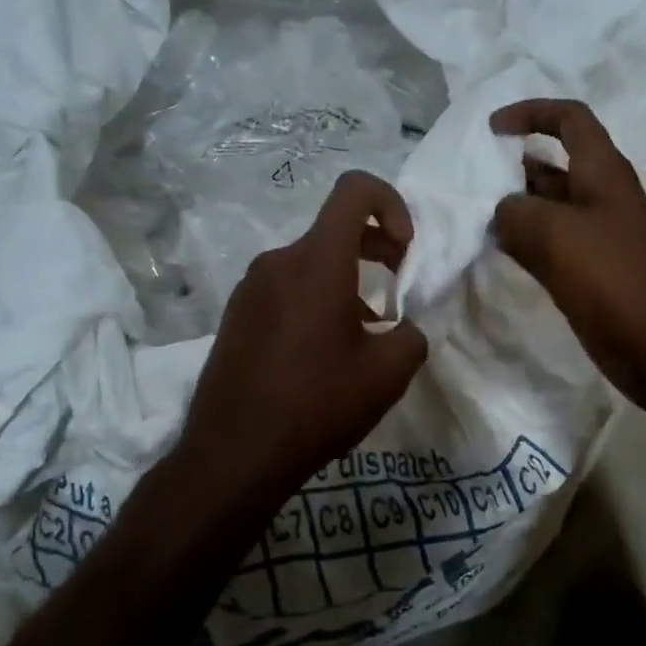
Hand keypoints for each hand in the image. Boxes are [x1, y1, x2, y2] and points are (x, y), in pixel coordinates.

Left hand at [178, 171, 428, 500]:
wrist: (234, 454)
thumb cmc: (317, 404)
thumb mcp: (387, 375)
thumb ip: (411, 338)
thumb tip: (403, 331)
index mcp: (317, 262)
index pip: (355, 191)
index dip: (391, 204)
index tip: (404, 249)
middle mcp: (278, 262)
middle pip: (334, 230)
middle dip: (376, 249)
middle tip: (398, 290)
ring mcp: (250, 288)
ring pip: (310, 264)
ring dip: (346, 283)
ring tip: (364, 336)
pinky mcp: (236, 315)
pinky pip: (286, 290)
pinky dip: (315, 302)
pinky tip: (324, 354)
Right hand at [490, 99, 645, 420]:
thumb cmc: (617, 284)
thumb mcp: (558, 238)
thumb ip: (517, 215)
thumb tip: (501, 212)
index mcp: (604, 174)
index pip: (570, 119)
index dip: (532, 113)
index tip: (491, 130)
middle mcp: (604, 198)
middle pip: (556, 165)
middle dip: (514, 166)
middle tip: (470, 183)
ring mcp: (601, 238)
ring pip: (551, 209)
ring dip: (516, 208)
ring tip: (474, 217)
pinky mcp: (595, 273)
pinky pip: (554, 246)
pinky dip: (527, 243)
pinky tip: (500, 253)